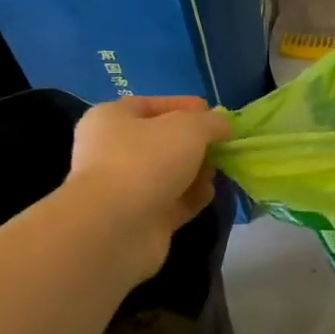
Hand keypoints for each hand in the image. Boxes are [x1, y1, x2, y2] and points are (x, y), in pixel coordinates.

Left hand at [60, 97, 232, 282]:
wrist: (116, 228)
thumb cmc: (146, 161)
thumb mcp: (189, 127)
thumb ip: (211, 122)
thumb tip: (223, 126)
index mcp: (111, 119)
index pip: (152, 105)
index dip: (186, 107)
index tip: (217, 116)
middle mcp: (113, 151)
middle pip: (163, 141)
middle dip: (196, 143)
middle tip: (223, 146)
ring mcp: (126, 188)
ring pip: (170, 173)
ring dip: (197, 171)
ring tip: (219, 171)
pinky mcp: (141, 219)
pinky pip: (174, 202)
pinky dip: (193, 197)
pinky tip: (210, 194)